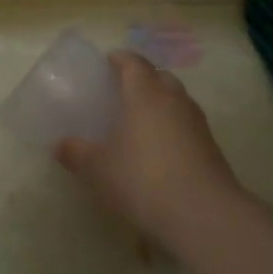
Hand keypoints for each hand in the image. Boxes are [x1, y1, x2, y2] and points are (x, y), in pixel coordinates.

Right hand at [55, 51, 239, 256]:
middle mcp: (174, 101)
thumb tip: (60, 146)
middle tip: (124, 91)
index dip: (121, 59)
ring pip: (178, 100)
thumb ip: (77, 153)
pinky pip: (188, 125)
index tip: (108, 61)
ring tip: (141, 120)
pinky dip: (173, 127)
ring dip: (162, 103)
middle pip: (161, 77)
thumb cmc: (143, 179)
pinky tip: (160, 149)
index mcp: (146, 95)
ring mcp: (197, 124)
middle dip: (144, 78)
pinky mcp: (212, 149)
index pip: (135, 64)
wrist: (203, 215)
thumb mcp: (98, 169)